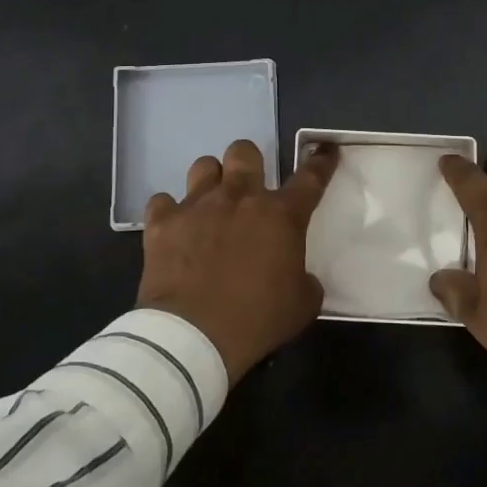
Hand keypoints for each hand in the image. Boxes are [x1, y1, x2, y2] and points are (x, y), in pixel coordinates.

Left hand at [138, 138, 338, 380]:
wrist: (193, 336)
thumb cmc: (256, 320)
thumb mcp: (301, 305)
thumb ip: (306, 281)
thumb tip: (300, 277)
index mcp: (280, 216)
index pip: (310, 178)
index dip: (320, 162)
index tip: (325, 150)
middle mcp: (239, 198)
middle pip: (244, 152)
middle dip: (249, 162)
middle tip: (249, 187)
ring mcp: (197, 206)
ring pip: (203, 166)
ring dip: (211, 181)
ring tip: (211, 203)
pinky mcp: (162, 223)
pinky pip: (163, 202)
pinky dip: (170, 213)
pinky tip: (175, 229)